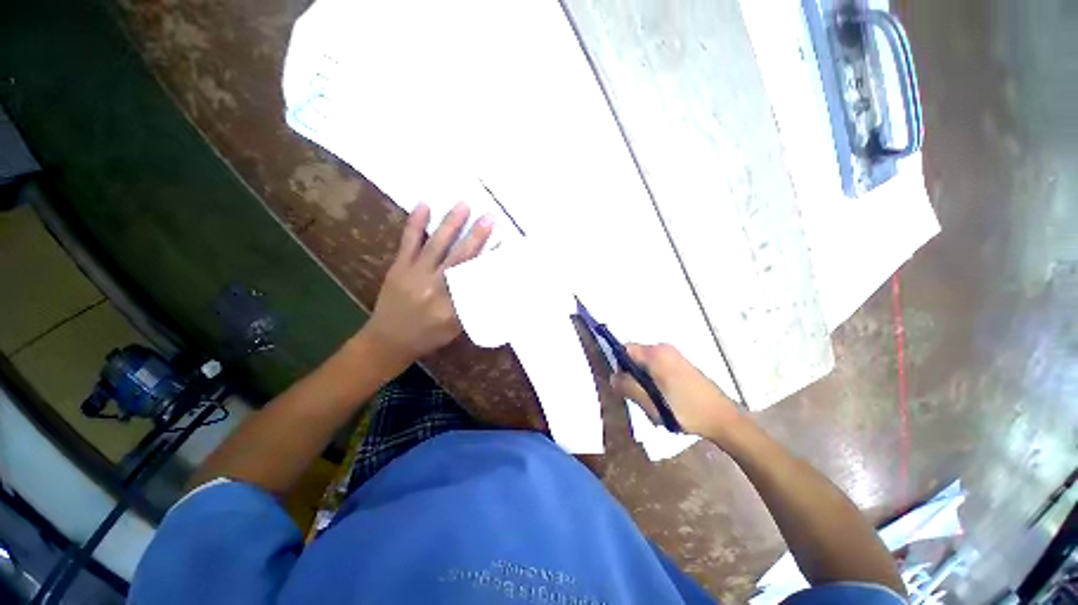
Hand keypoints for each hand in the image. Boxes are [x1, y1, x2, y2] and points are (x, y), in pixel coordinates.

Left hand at [363, 202, 493, 365]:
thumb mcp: (456, 328)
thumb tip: (488, 283)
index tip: (503, 243)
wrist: (388, 340)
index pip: (475, 279)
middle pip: (459, 258)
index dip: (490, 260)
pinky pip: (408, 242)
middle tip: (489, 217)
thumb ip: (471, 306)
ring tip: (464, 205)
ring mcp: (414, 274)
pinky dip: (416, 223)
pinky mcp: (399, 267)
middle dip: (476, 236)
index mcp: (450, 307)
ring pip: (436, 245)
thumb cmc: (427, 336)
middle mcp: (433, 288)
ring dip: (451, 224)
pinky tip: (424, 205)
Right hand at [610, 343, 745, 443]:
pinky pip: (657, 365)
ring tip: (653, 400)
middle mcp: (663, 348)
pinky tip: (664, 397)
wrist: (722, 418)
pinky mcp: (681, 363)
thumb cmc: (684, 410)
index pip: (624, 349)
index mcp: (655, 354)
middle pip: (635, 355)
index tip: (624, 385)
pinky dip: (654, 378)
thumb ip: (628, 387)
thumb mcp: (650, 403)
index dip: (619, 365)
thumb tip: (613, 376)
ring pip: (646, 362)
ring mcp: (674, 354)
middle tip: (639, 396)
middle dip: (632, 374)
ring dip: (643, 378)